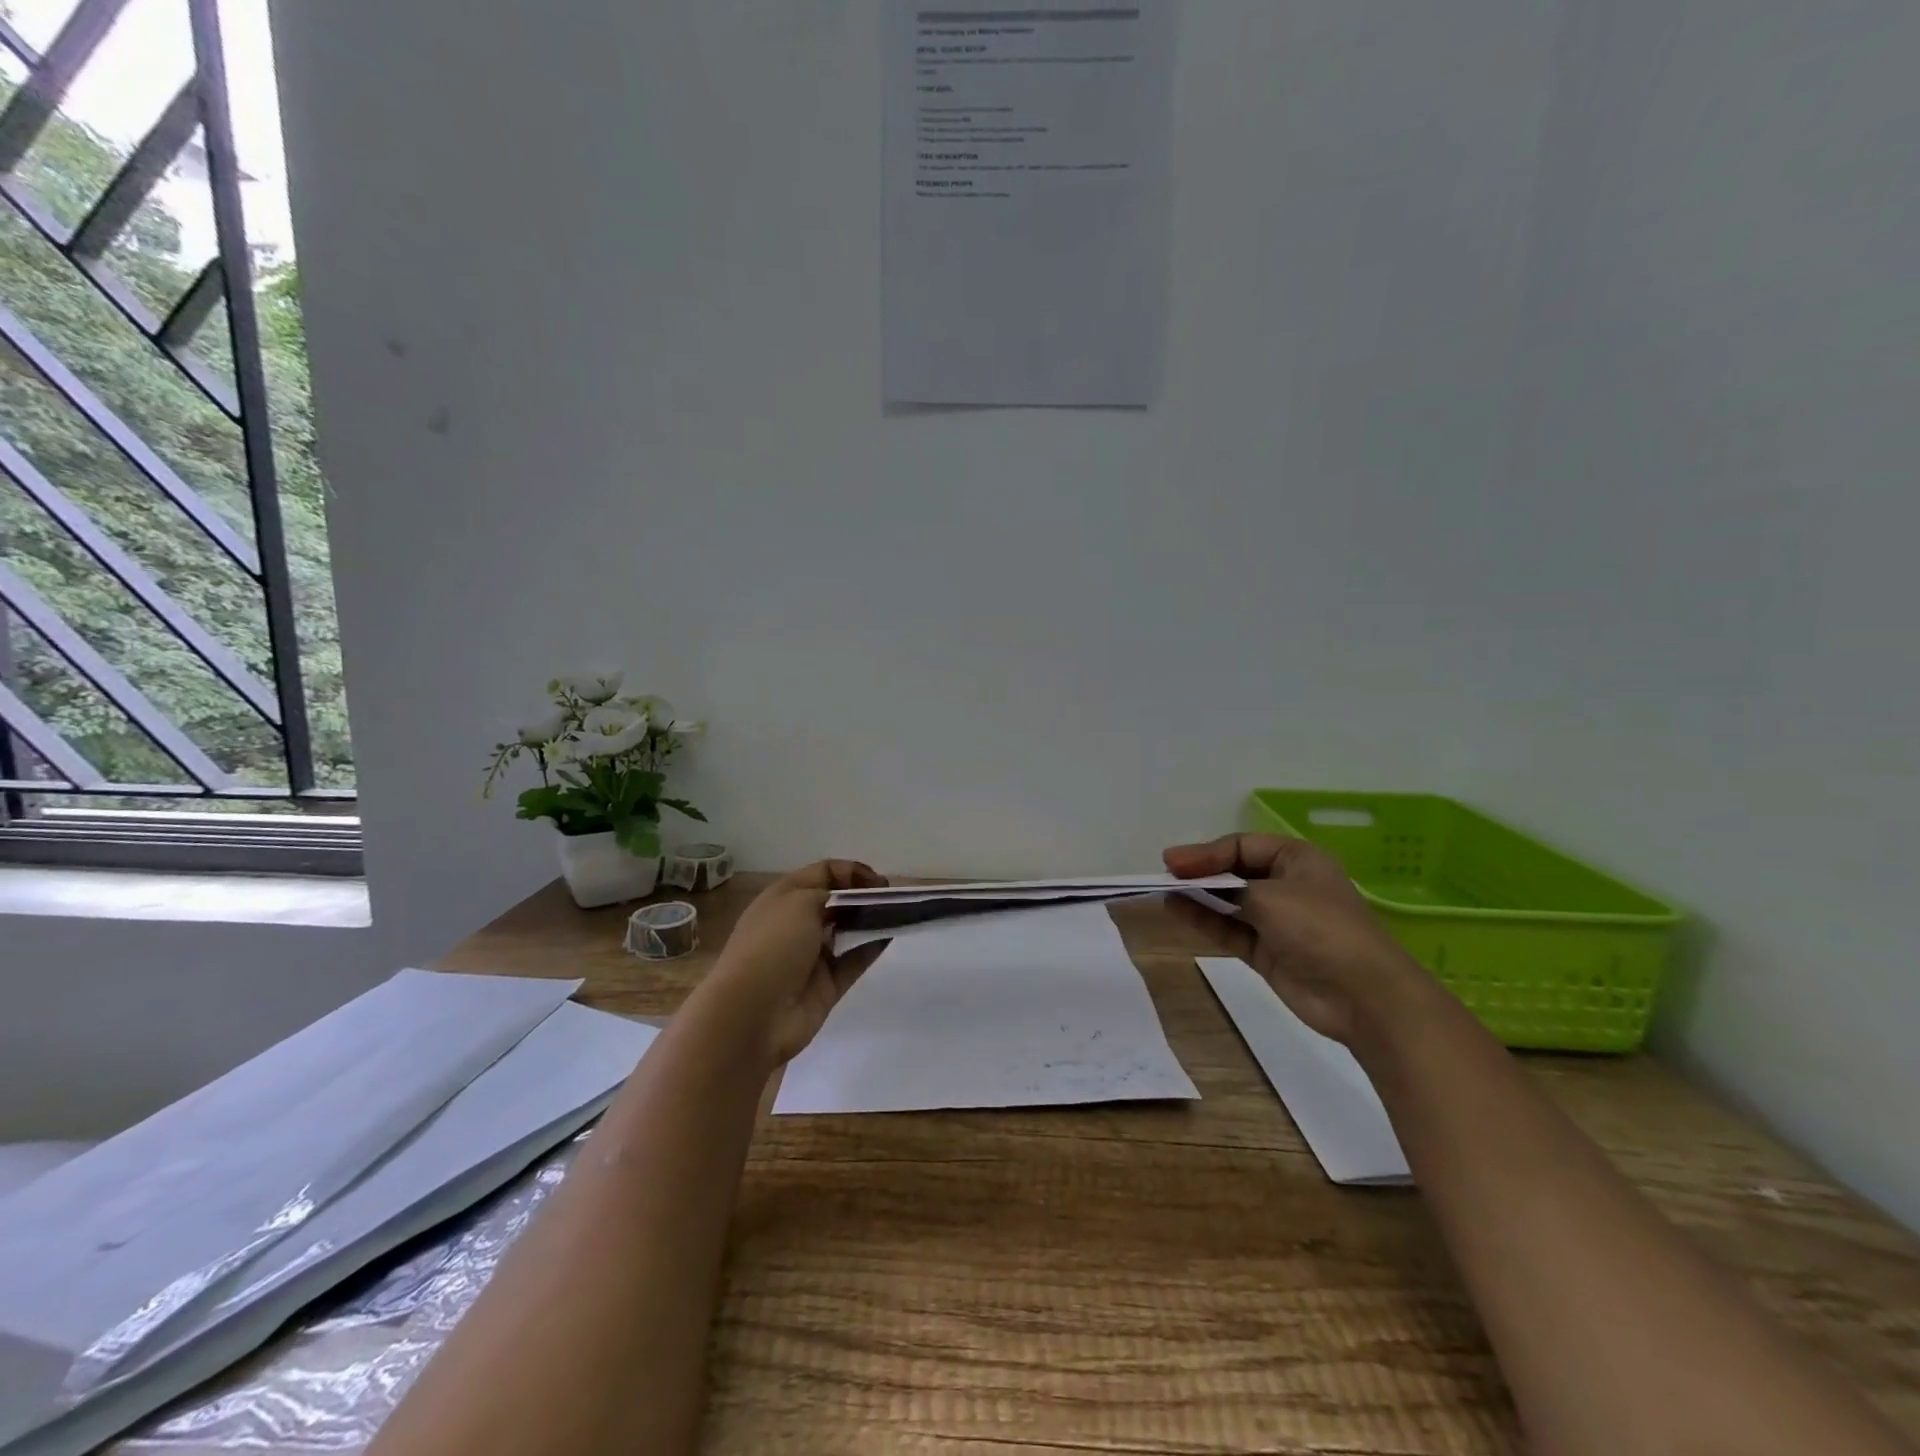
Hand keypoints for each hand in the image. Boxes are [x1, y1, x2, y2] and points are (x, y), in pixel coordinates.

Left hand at [694, 860, 890, 1067]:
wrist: (752, 1014)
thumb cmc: (773, 945)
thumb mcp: (799, 901)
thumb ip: (831, 892)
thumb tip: (848, 899)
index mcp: (784, 898)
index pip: (822, 874)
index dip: (851, 872)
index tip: (878, 880)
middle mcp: (796, 924)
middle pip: (836, 902)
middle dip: (863, 895)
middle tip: (892, 897)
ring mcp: (812, 957)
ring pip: (847, 931)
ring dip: (870, 920)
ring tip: (898, 913)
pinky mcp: (826, 986)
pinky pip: (853, 961)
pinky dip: (871, 948)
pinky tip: (890, 937)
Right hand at [1164, 833, 1431, 1046]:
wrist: (1363, 996)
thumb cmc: (1320, 929)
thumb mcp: (1270, 895)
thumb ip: (1223, 884)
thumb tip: (1182, 875)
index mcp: (1297, 859)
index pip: (1241, 846)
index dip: (1205, 852)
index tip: (1172, 863)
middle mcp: (1286, 885)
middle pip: (1233, 872)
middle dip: (1200, 873)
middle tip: (1165, 875)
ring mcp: (1276, 920)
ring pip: (1228, 901)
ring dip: (1198, 897)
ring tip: (1164, 893)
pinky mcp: (1267, 951)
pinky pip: (1229, 929)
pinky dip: (1204, 920)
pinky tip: (1177, 911)